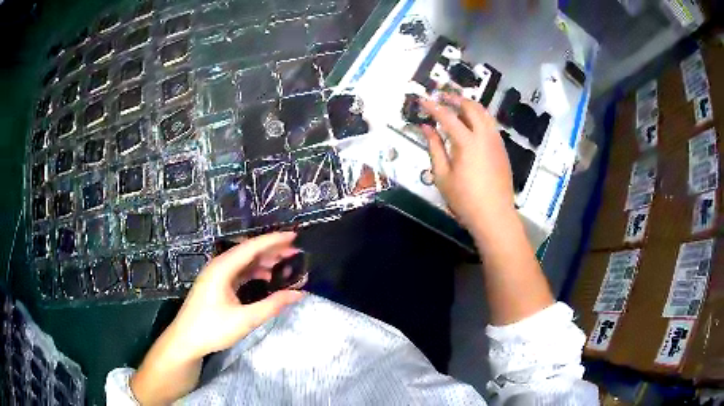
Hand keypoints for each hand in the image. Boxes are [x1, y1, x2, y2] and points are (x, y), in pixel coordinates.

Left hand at [166, 232, 304, 361]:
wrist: (186, 340)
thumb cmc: (213, 329)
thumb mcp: (245, 320)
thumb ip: (272, 305)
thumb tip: (298, 293)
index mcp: (222, 268)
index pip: (251, 247)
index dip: (274, 240)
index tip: (294, 236)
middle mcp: (219, 265)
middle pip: (248, 251)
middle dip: (272, 249)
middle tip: (296, 251)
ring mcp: (217, 274)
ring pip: (244, 261)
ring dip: (264, 260)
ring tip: (286, 263)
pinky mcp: (217, 284)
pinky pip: (239, 271)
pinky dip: (255, 271)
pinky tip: (267, 277)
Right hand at [419, 95, 514, 233]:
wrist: (494, 215)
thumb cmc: (465, 199)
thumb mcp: (442, 175)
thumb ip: (434, 147)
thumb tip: (426, 128)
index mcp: (467, 142)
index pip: (447, 116)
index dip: (433, 107)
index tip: (422, 100)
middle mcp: (484, 136)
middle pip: (471, 107)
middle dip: (455, 99)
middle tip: (442, 97)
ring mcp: (496, 142)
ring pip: (485, 114)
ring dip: (470, 105)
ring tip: (456, 106)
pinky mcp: (502, 150)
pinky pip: (491, 125)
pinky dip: (479, 117)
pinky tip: (472, 124)